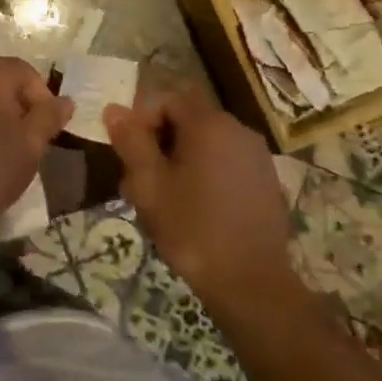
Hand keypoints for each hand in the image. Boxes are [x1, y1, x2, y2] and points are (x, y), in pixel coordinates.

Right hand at [103, 89, 301, 309]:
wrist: (252, 284)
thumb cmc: (192, 229)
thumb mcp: (149, 185)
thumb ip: (131, 141)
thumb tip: (115, 109)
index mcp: (210, 125)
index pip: (168, 96)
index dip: (143, 116)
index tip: (131, 151)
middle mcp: (239, 130)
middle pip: (189, 117)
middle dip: (159, 139)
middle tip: (140, 178)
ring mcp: (257, 157)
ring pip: (207, 142)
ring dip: (180, 158)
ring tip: (163, 198)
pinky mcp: (266, 182)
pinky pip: (226, 162)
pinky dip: (205, 173)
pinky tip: (194, 209)